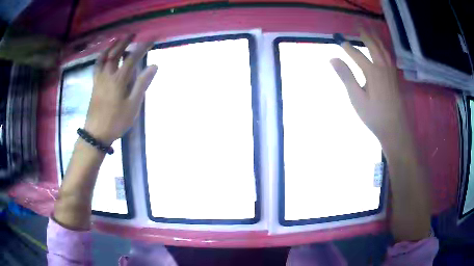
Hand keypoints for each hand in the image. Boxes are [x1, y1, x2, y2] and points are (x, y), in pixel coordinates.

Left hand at [84, 35, 156, 144]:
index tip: (151, 40)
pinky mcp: (94, 85)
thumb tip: (154, 66)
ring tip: (117, 39)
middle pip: (115, 53)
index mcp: (118, 80)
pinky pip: (96, 66)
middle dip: (125, 42)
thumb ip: (142, 84)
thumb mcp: (133, 106)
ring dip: (111, 46)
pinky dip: (101, 57)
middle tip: (132, 34)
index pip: (132, 58)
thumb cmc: (116, 121)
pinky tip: (104, 56)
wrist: (96, 133)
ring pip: (104, 58)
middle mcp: (107, 75)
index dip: (142, 47)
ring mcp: (99, 79)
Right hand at [330, 29, 408, 145]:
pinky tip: (383, 50)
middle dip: (365, 35)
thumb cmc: (374, 116)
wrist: (394, 128)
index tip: (339, 39)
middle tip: (358, 26)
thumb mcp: (357, 98)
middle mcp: (382, 67)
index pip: (357, 54)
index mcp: (372, 71)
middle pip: (373, 46)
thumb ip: (346, 76)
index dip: (347, 46)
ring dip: (376, 39)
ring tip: (371, 32)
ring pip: (383, 50)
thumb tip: (333, 59)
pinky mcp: (394, 78)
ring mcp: (390, 72)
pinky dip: (385, 49)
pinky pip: (389, 57)